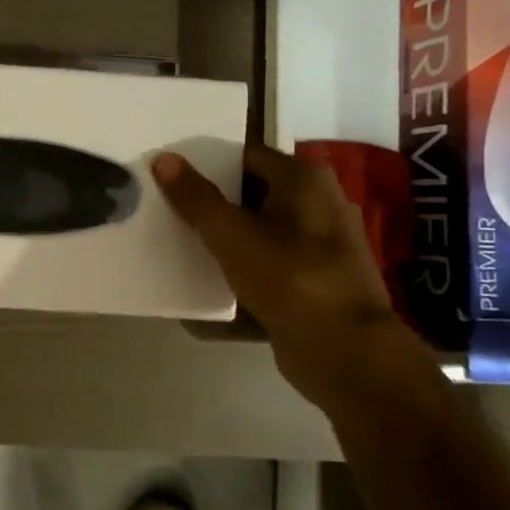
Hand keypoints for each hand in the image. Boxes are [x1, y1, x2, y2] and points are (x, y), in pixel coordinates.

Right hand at [153, 143, 436, 411]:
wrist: (345, 352)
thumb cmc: (289, 278)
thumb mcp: (232, 235)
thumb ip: (195, 198)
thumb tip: (164, 159)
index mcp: (304, 180)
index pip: (245, 156)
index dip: (206, 166)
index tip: (171, 180)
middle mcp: (318, 206)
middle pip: (251, 198)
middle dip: (212, 209)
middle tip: (168, 215)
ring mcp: (319, 249)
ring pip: (258, 239)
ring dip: (224, 249)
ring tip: (181, 253)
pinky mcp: (314, 286)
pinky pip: (267, 276)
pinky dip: (239, 284)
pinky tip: (204, 301)